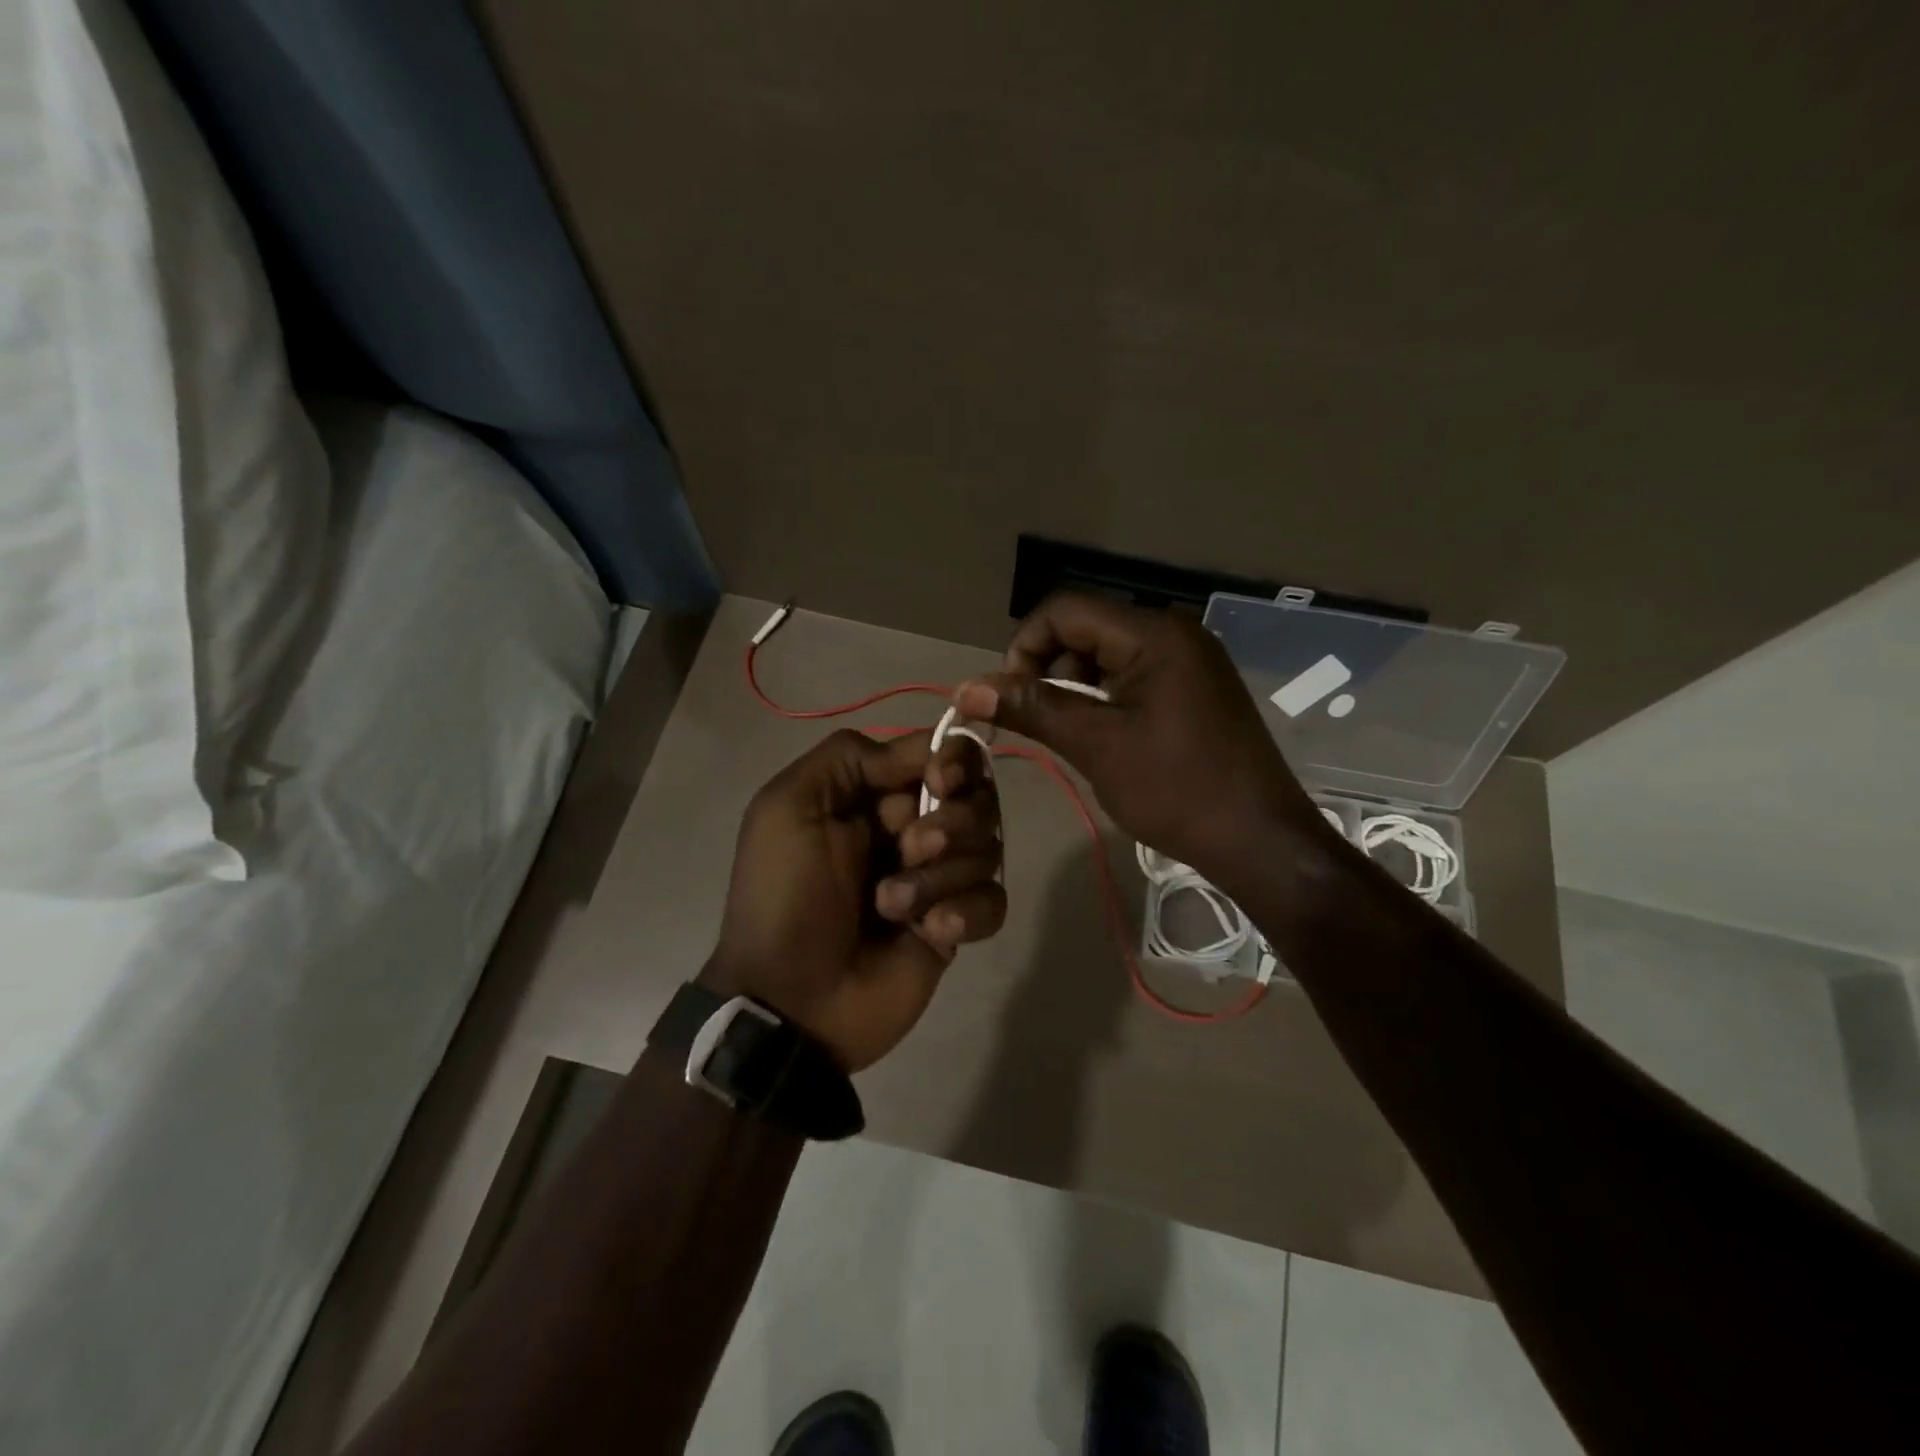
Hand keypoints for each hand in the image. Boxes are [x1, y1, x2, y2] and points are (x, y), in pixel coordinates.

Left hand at [704, 728, 1004, 1071]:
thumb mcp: (788, 807)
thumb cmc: (784, 895)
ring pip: (987, 848)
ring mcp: (938, 880)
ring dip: (941, 874)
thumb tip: (924, 751)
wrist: (790, 1000)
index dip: (953, 761)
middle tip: (909, 849)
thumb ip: (849, 756)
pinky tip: (930, 932)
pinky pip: (993, 901)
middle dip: (950, 820)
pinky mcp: (955, 927)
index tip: (939, 781)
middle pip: (976, 798)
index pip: (942, 756)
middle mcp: (913, 831)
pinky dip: (966, 912)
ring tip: (892, 905)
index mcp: (874, 797)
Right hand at [954, 592, 1335, 887]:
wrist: (1259, 839)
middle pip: (1086, 628)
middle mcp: (1175, 633)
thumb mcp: (1096, 745)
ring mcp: (1190, 660)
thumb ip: (1032, 708)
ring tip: (1068, 733)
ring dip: (1074, 686)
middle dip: (1049, 668)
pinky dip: (1105, 697)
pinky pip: (1134, 675)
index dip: (1024, 646)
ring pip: (1108, 654)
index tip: (1009, 696)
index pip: (1065, 611)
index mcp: (1154, 634)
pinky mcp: (1196, 687)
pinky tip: (1101, 735)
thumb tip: (967, 688)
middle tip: (1036, 720)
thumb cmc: (1176, 789)